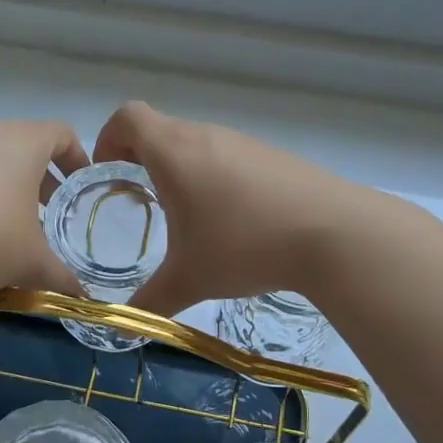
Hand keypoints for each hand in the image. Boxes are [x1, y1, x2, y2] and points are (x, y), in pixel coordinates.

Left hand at [0, 121, 88, 298]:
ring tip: (4, 230)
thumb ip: (60, 276)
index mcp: (22, 144)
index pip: (60, 134)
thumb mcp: (30, 264)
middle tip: (47, 213)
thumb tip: (81, 297)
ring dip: (1, 190)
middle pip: (21, 147)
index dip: (76, 157)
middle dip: (38, 179)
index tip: (81, 186)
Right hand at [92, 102, 363, 316]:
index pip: (128, 116)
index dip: (108, 139)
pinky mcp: (273, 156)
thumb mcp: (190, 280)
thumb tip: (127, 325)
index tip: (109, 176)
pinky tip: (233, 220)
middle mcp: (206, 135)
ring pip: (196, 143)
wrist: (334, 233)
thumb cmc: (245, 246)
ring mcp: (243, 142)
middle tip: (140, 203)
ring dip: (180, 170)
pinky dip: (215, 177)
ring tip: (187, 217)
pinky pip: (228, 156)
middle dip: (140, 160)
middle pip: (160, 130)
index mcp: (174, 152)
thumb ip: (151, 301)